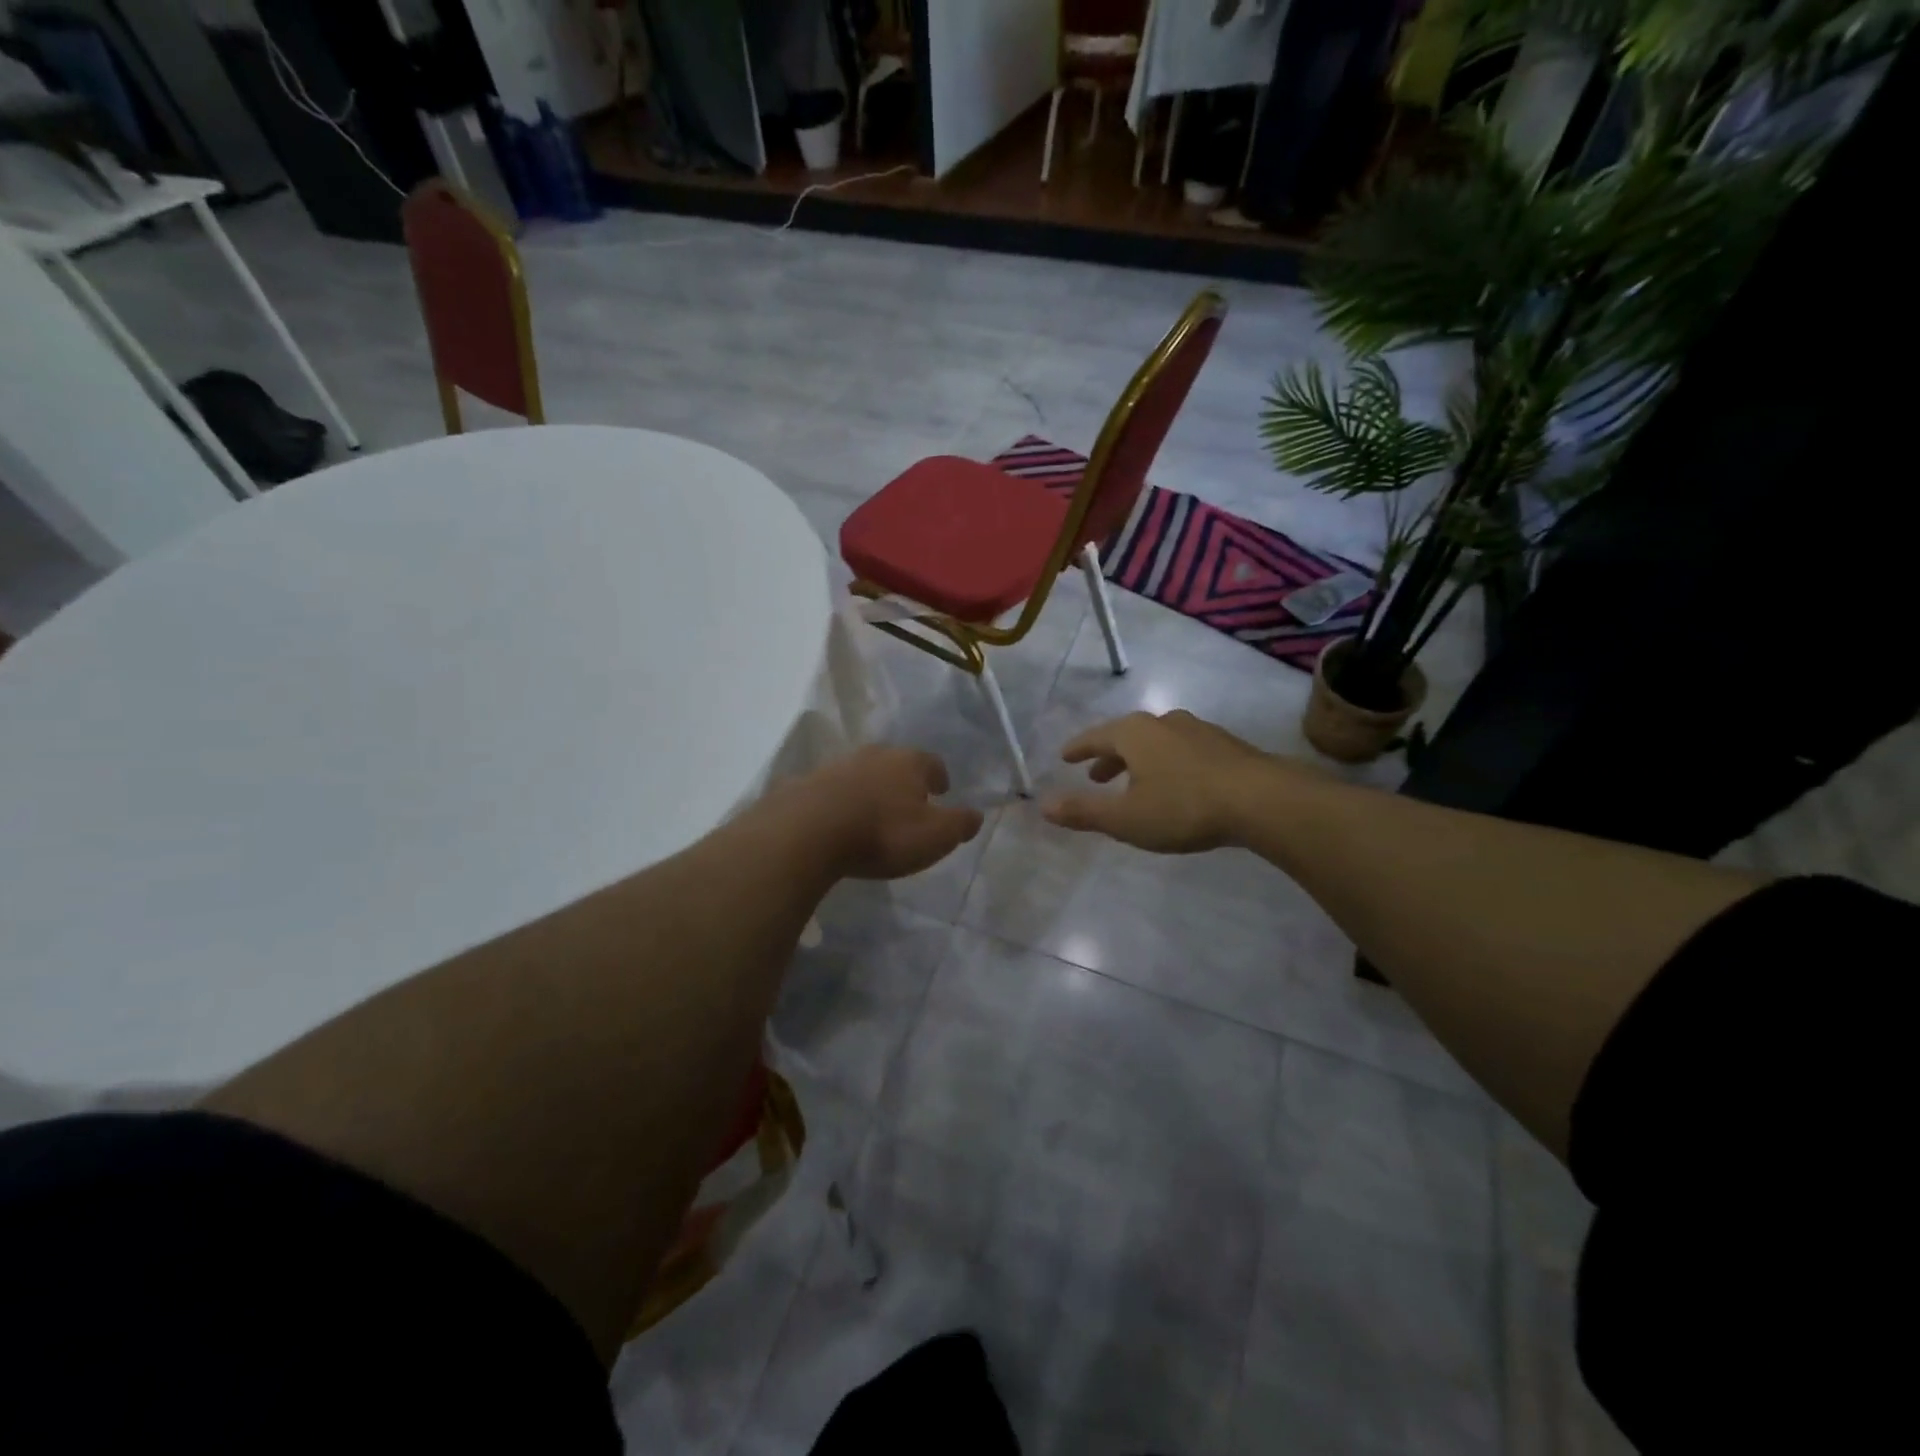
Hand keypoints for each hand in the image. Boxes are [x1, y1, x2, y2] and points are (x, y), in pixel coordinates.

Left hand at [786, 746, 983, 879]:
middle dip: (903, 780)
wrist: (808, 831)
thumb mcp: (935, 836)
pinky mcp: (807, 784)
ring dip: (870, 789)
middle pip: (895, 763)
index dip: (939, 777)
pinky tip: (839, 819)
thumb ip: (959, 824)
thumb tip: (977, 815)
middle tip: (908, 800)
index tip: (941, 790)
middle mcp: (874, 755)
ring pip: (862, 773)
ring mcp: (837, 766)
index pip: (932, 763)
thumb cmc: (883, 833)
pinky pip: (832, 790)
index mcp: (909, 762)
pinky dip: (841, 801)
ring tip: (874, 811)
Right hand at [1043, 710, 1291, 852]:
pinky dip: (1167, 763)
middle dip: (1108, 757)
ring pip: (1157, 742)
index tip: (1065, 757)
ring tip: (1135, 781)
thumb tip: (1043, 805)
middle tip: (1096, 776)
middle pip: (1126, 736)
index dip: (1078, 749)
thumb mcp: (1125, 818)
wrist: (1262, 800)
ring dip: (1139, 760)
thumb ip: (1083, 811)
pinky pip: (1182, 750)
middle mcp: (1163, 723)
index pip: (1095, 737)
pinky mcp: (1225, 745)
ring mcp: (1198, 730)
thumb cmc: (1183, 807)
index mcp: (1134, 734)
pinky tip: (1176, 783)